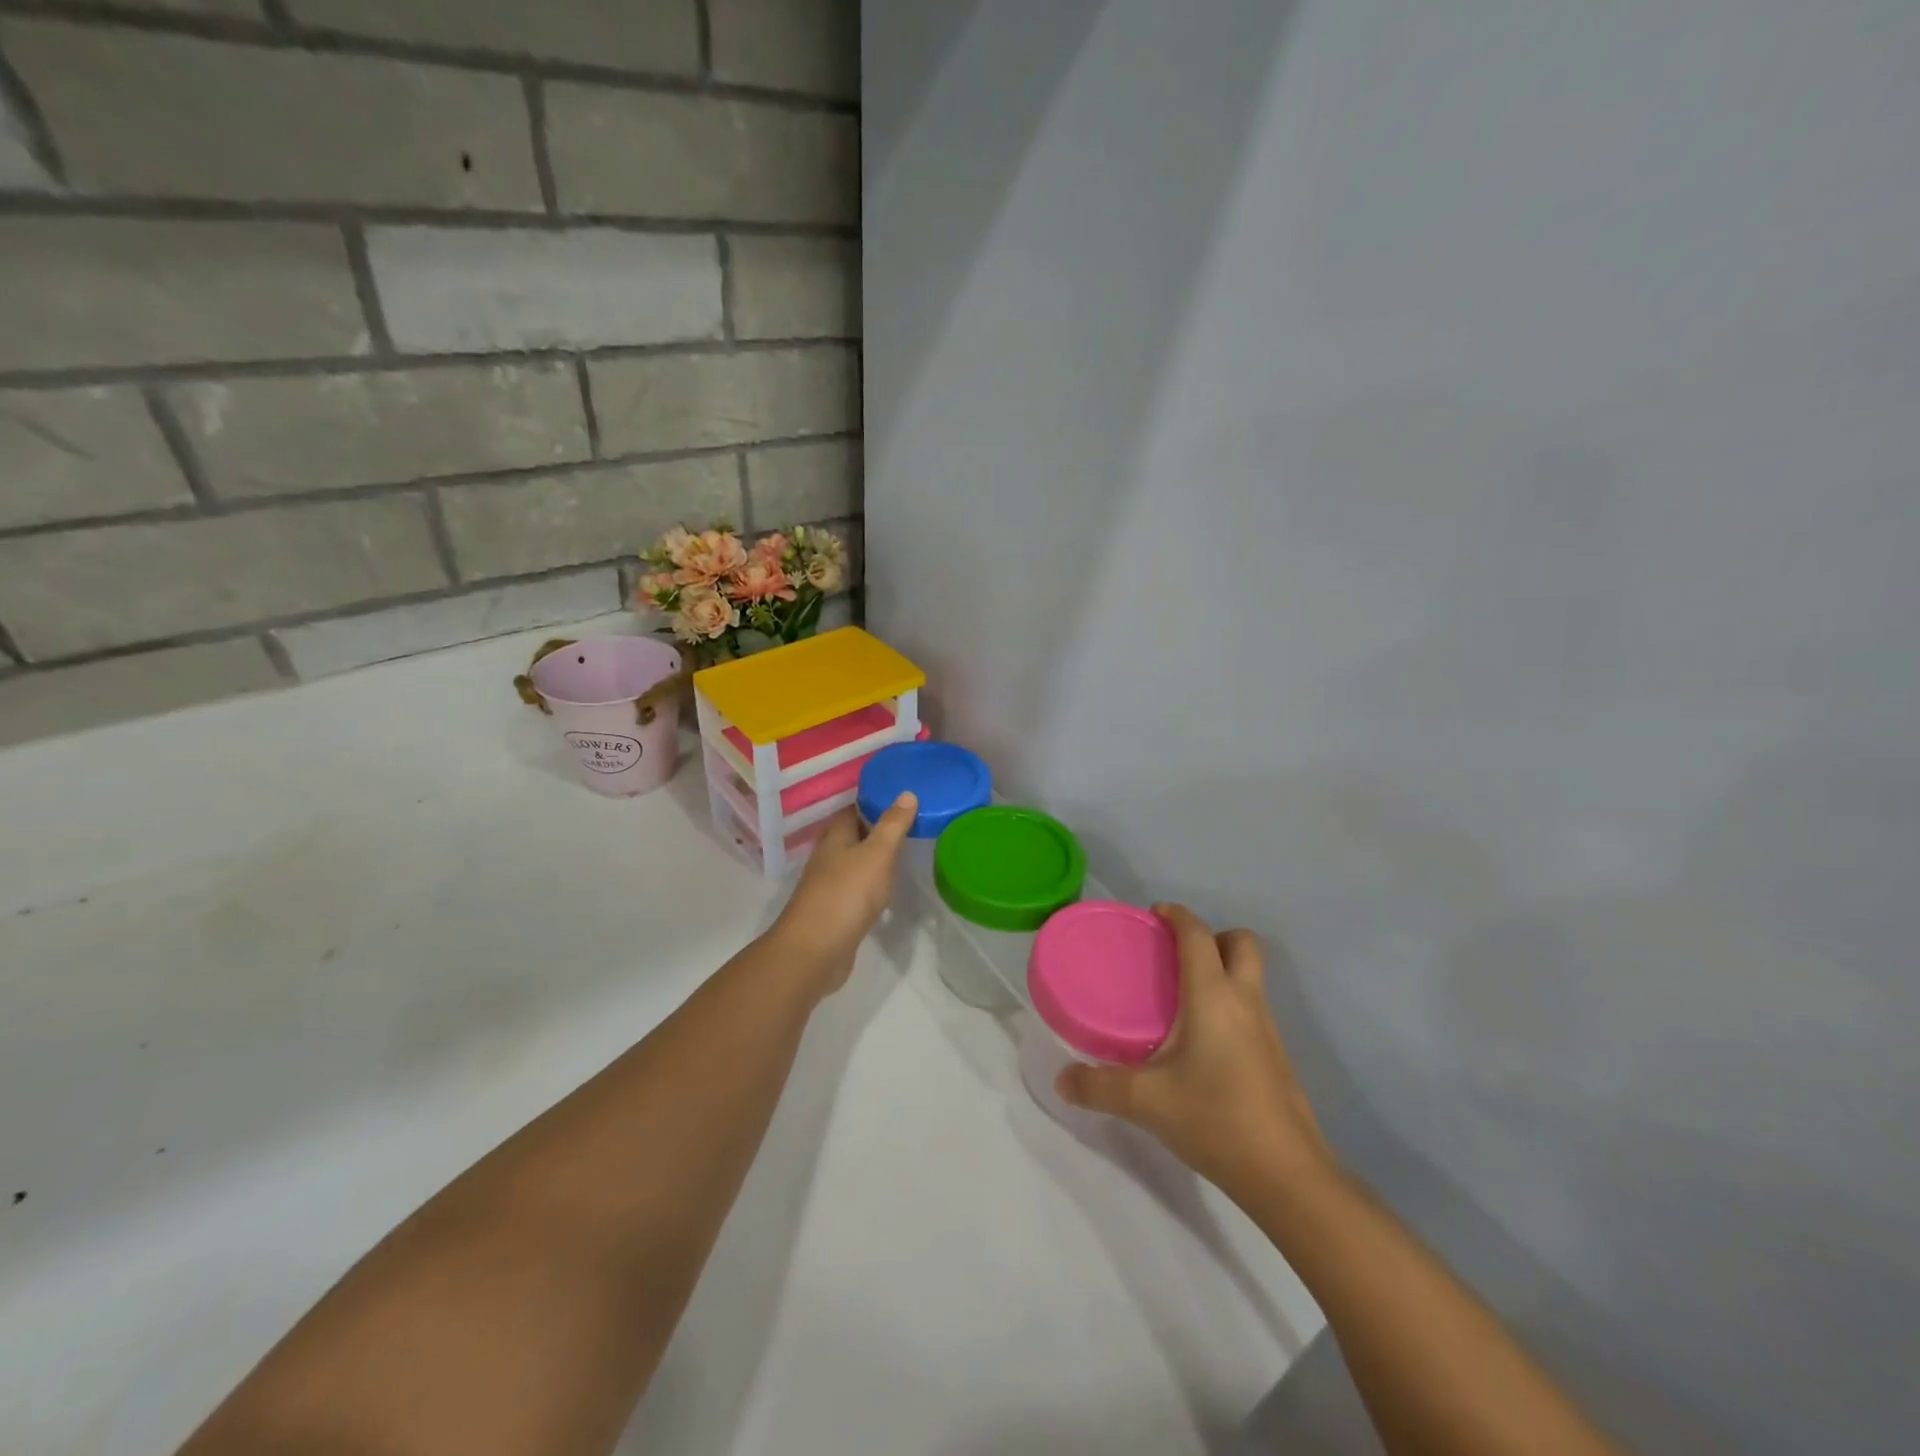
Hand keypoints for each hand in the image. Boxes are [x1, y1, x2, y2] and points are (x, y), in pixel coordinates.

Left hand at [767, 793, 917, 995]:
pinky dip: (871, 883)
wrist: (815, 950)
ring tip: (904, 853)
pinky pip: (855, 888)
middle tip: (910, 823)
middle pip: (853, 834)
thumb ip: (893, 825)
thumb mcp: (877, 854)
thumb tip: (906, 793)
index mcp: (835, 836)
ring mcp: (828, 885)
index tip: (902, 797)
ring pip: (854, 862)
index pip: (853, 809)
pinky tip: (887, 889)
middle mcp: (828, 856)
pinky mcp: (834, 910)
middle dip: (877, 828)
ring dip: (874, 857)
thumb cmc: (847, 894)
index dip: (875, 801)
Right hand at [1055, 904, 1335, 1202]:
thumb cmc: (1215, 1118)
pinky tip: (1202, 1041)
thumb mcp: (1146, 1102)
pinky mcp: (1276, 1056)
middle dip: (1212, 936)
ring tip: (1182, 997)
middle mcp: (1245, 1001)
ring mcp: (1267, 1029)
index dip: (1176, 915)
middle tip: (1175, 956)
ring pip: (1250, 976)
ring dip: (1222, 969)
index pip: (1198, 934)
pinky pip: (1251, 1007)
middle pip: (1241, 943)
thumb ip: (1099, 1086)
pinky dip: (1229, 1003)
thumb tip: (1062, 1080)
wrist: (1287, 1175)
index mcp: (1213, 996)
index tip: (1153, 914)